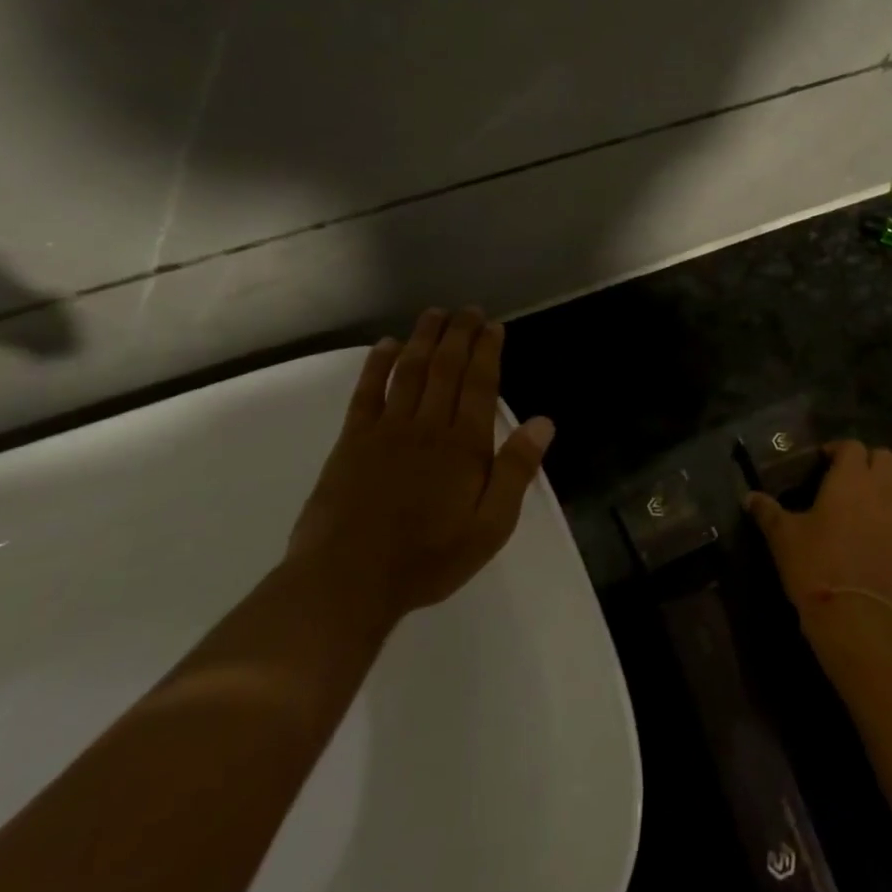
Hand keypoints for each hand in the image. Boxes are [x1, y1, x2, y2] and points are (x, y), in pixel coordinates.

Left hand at [289, 308, 554, 635]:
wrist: (348, 581)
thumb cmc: (429, 558)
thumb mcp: (490, 526)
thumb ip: (516, 471)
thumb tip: (543, 423)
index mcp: (464, 445)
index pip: (481, 385)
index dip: (488, 352)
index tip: (493, 326)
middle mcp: (428, 426)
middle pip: (446, 368)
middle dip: (459, 335)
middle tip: (468, 310)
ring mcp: (386, 430)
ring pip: (409, 371)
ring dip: (423, 339)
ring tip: (435, 314)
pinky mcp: (352, 441)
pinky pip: (367, 393)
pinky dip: (376, 366)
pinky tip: (385, 346)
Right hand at [745, 440, 891, 628]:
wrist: (854, 615)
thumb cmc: (814, 566)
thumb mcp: (783, 536)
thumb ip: (767, 511)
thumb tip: (748, 496)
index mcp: (849, 478)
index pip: (852, 446)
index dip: (839, 450)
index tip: (826, 462)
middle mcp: (883, 486)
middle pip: (886, 457)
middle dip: (870, 463)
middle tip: (855, 480)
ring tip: (884, 498)